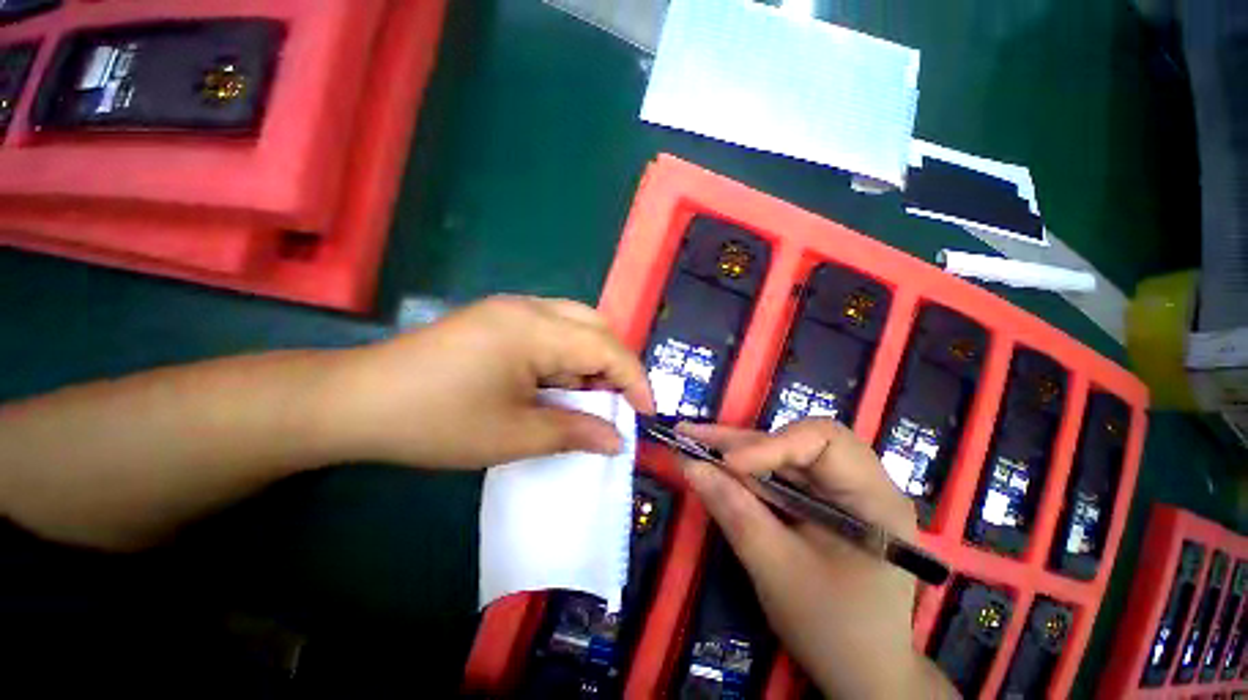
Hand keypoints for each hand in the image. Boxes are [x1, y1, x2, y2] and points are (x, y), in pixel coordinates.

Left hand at [314, 296, 653, 468]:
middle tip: (614, 402)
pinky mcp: (497, 319)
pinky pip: (550, 329)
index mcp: (535, 329)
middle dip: (614, 365)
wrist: (357, 401)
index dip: (634, 379)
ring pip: (574, 325)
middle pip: (595, 326)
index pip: (607, 346)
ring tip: (584, 398)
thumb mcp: (514, 435)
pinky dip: (565, 356)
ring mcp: (510, 309)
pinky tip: (553, 384)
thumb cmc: (437, 421)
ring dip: (589, 360)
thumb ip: (574, 432)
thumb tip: (616, 440)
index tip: (646, 413)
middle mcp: (529, 307)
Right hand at [678, 419, 956, 698]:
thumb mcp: (778, 572)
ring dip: (736, 450)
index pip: (823, 440)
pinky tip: (715, 466)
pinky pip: (779, 474)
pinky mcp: (821, 501)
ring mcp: (841, 491)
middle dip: (741, 441)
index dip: (771, 444)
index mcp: (873, 498)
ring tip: (693, 442)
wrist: (863, 672)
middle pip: (796, 441)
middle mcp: (862, 482)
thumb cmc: (833, 630)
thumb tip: (690, 465)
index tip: (727, 462)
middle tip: (691, 436)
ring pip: (782, 454)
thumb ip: (735, 513)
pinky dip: (745, 471)